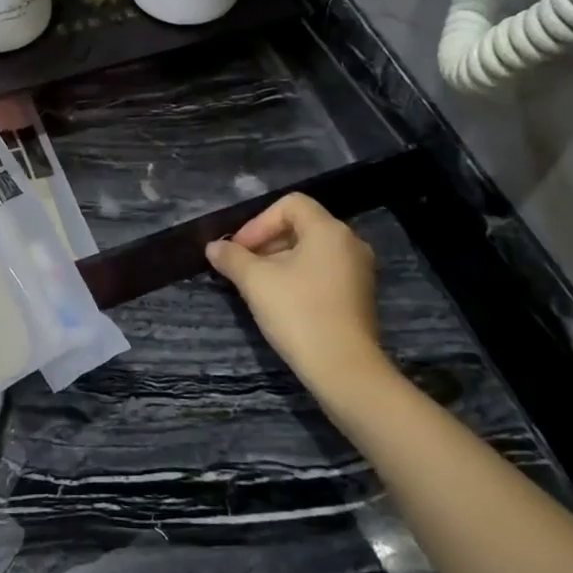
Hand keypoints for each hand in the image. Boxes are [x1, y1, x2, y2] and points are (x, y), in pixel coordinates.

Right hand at [205, 194, 383, 391]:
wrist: (344, 368)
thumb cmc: (298, 313)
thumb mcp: (256, 282)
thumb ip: (232, 258)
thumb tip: (213, 247)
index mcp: (328, 230)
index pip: (290, 204)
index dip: (258, 222)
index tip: (239, 250)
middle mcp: (350, 243)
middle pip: (301, 226)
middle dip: (266, 242)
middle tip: (242, 267)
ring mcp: (358, 270)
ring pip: (311, 251)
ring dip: (280, 261)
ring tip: (257, 286)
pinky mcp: (359, 295)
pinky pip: (323, 271)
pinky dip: (299, 276)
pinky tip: (281, 301)